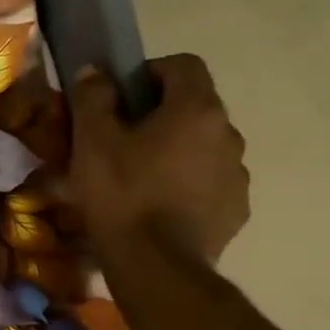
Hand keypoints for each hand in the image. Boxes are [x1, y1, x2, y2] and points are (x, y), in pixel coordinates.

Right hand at [66, 55, 249, 267]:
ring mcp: (237, 172)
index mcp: (196, 109)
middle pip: (194, 106)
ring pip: (203, 145)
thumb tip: (96, 72)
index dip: (150, 72)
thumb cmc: (121, 193)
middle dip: (160, 114)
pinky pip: (210, 180)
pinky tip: (158, 205)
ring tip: (139, 177)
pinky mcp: (236, 207)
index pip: (184, 65)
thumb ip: (93, 98)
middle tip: (121, 139)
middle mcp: (227, 133)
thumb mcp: (92, 141)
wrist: (156, 264)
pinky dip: (187, 182)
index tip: (122, 96)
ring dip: (175, 149)